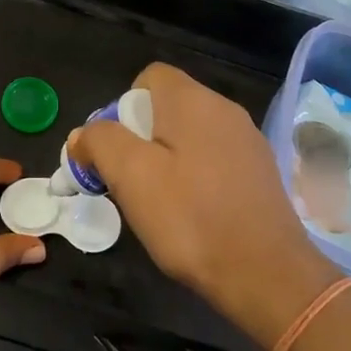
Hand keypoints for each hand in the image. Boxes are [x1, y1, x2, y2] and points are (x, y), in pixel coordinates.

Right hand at [69, 65, 341, 347]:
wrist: (265, 274)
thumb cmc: (190, 219)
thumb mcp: (131, 176)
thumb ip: (101, 142)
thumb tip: (84, 134)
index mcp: (193, 101)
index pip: (149, 76)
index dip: (121, 107)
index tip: (114, 150)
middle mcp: (225, 110)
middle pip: (168, 107)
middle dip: (139, 138)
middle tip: (128, 182)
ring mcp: (248, 141)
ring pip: (191, 136)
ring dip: (166, 160)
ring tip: (158, 203)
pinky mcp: (261, 172)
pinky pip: (214, 160)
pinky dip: (195, 177)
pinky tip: (193, 214)